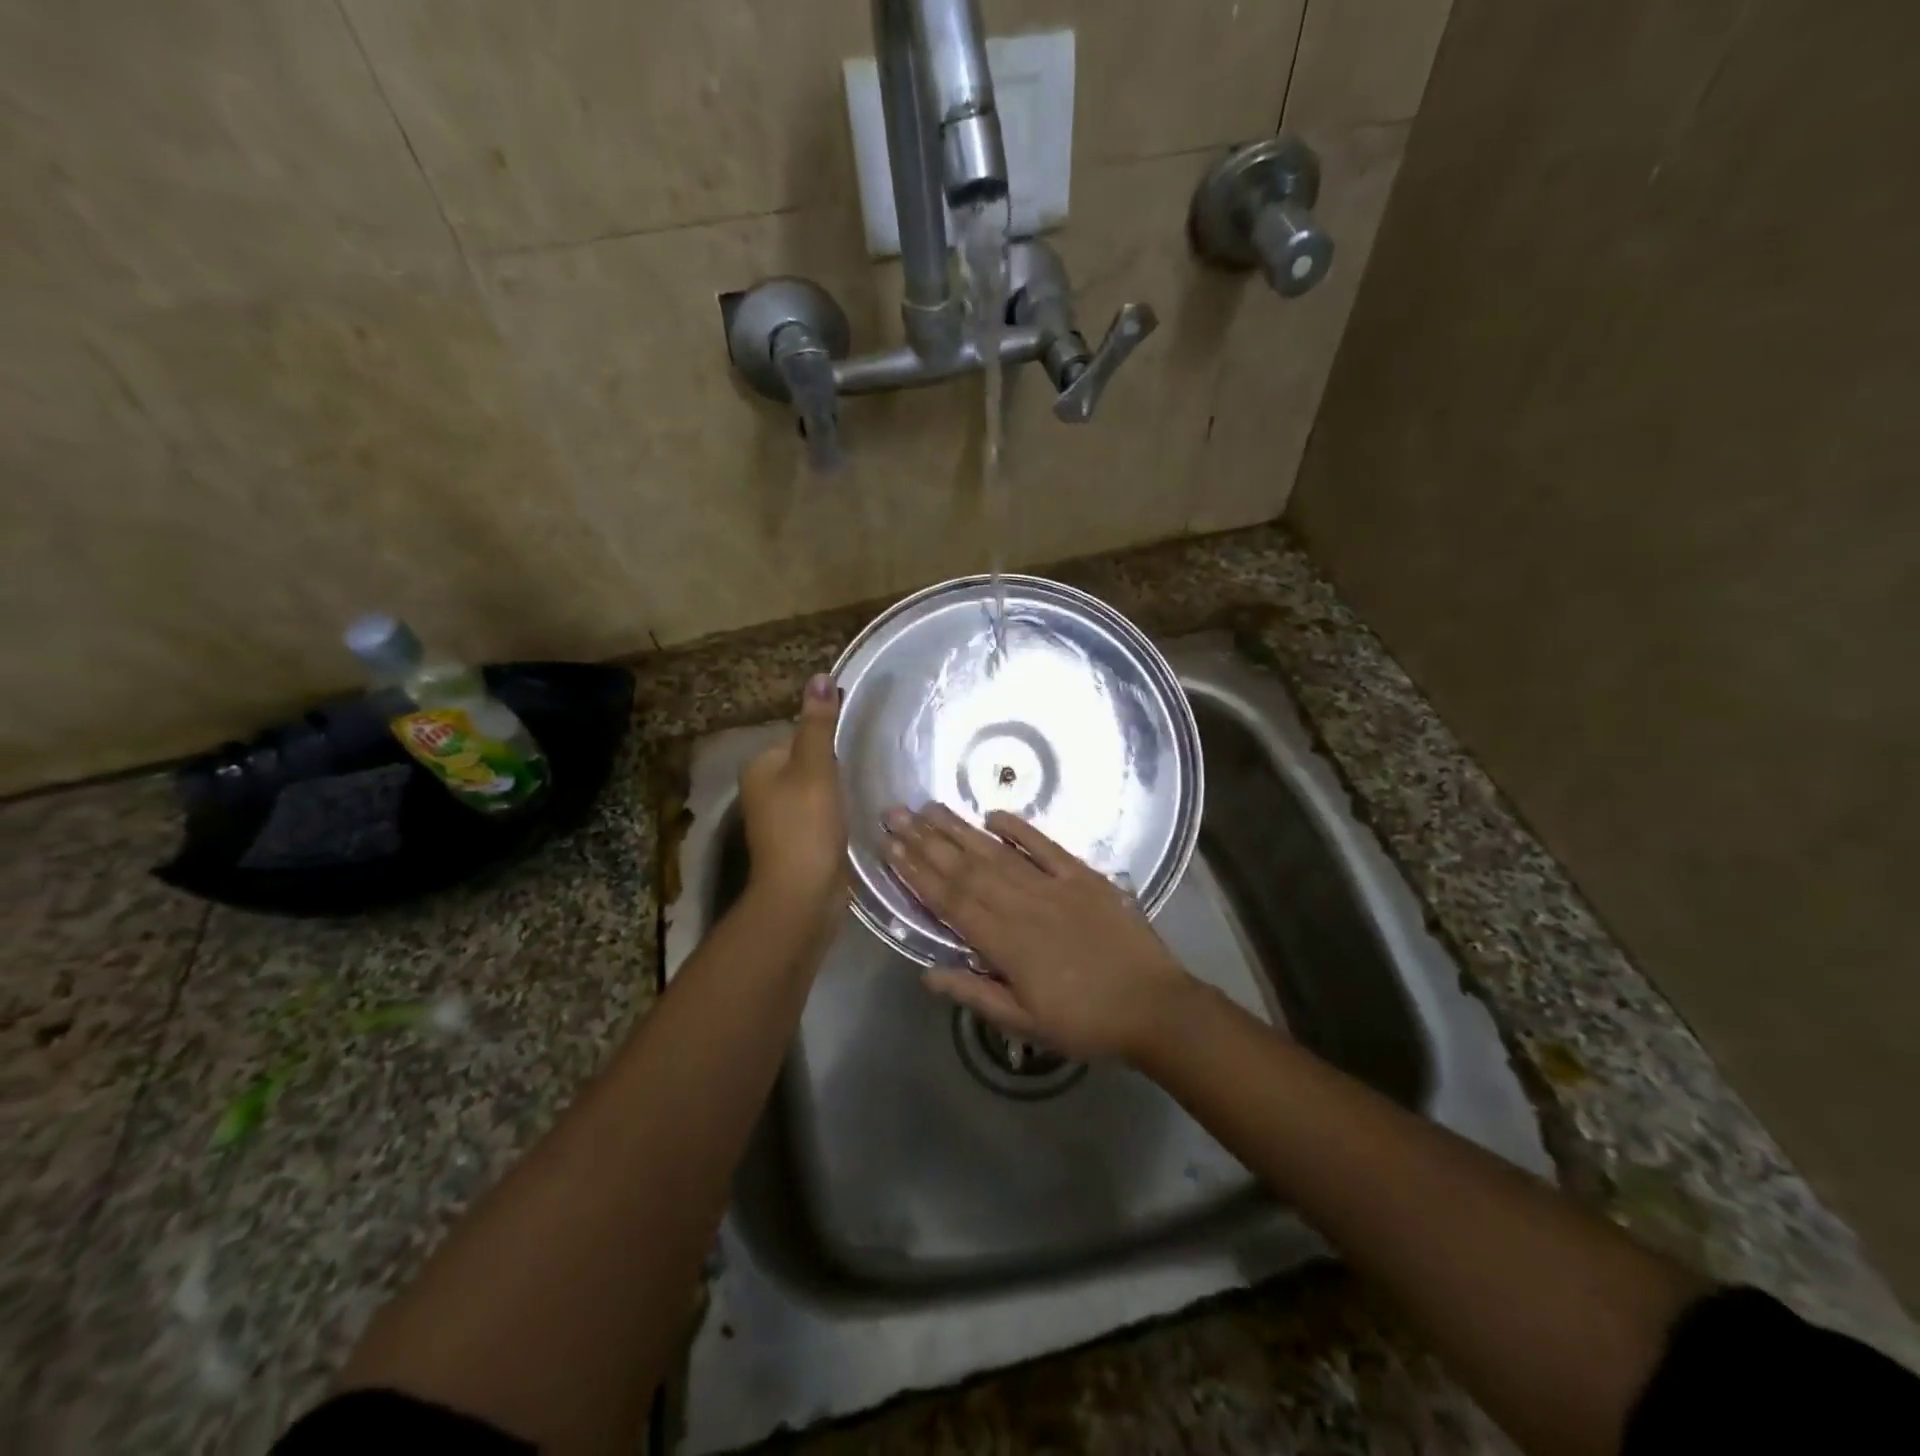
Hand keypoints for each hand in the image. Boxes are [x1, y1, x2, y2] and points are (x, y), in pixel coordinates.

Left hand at [740, 674, 846, 924]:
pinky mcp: (798, 838)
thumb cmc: (806, 825)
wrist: (803, 894)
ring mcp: (779, 816)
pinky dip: (838, 810)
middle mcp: (763, 789)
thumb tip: (820, 676)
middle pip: (808, 760)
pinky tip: (857, 813)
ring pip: (816, 787)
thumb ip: (819, 724)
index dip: (828, 738)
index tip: (855, 745)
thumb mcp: (816, 767)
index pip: (798, 734)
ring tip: (865, 788)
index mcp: (759, 766)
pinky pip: (821, 811)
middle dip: (835, 763)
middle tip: (865, 766)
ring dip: (838, 787)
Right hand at [881, 805, 1197, 1061]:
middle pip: (965, 868)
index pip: (949, 900)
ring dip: (959, 829)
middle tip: (895, 813)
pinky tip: (993, 814)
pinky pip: (1046, 847)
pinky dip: (1019, 829)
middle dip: (926, 840)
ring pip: (996, 853)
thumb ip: (975, 994)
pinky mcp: (1083, 877)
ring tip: (929, 807)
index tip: (889, 847)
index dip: (916, 872)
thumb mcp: (1025, 1022)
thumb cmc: (1085, 1022)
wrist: (1154, 1007)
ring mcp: (1053, 886)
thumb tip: (926, 972)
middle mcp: (1022, 905)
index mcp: (1004, 942)